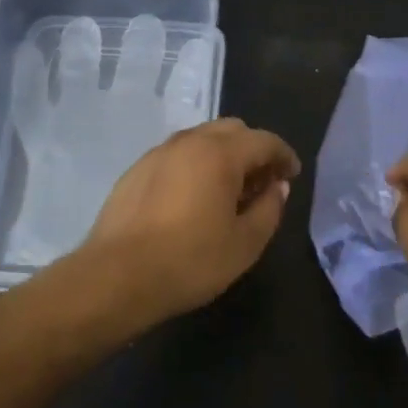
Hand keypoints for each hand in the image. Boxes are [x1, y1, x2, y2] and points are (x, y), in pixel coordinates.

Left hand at [81, 117, 300, 327]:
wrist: (116, 277)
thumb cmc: (190, 261)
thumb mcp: (245, 243)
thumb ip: (269, 209)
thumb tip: (277, 187)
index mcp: (220, 153)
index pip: (264, 140)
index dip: (284, 156)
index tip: (292, 175)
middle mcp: (189, 142)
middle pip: (232, 130)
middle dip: (253, 150)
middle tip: (261, 183)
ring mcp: (158, 153)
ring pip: (201, 139)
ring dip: (223, 155)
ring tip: (228, 191)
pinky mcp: (136, 170)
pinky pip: (177, 155)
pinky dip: (195, 165)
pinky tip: (193, 198)